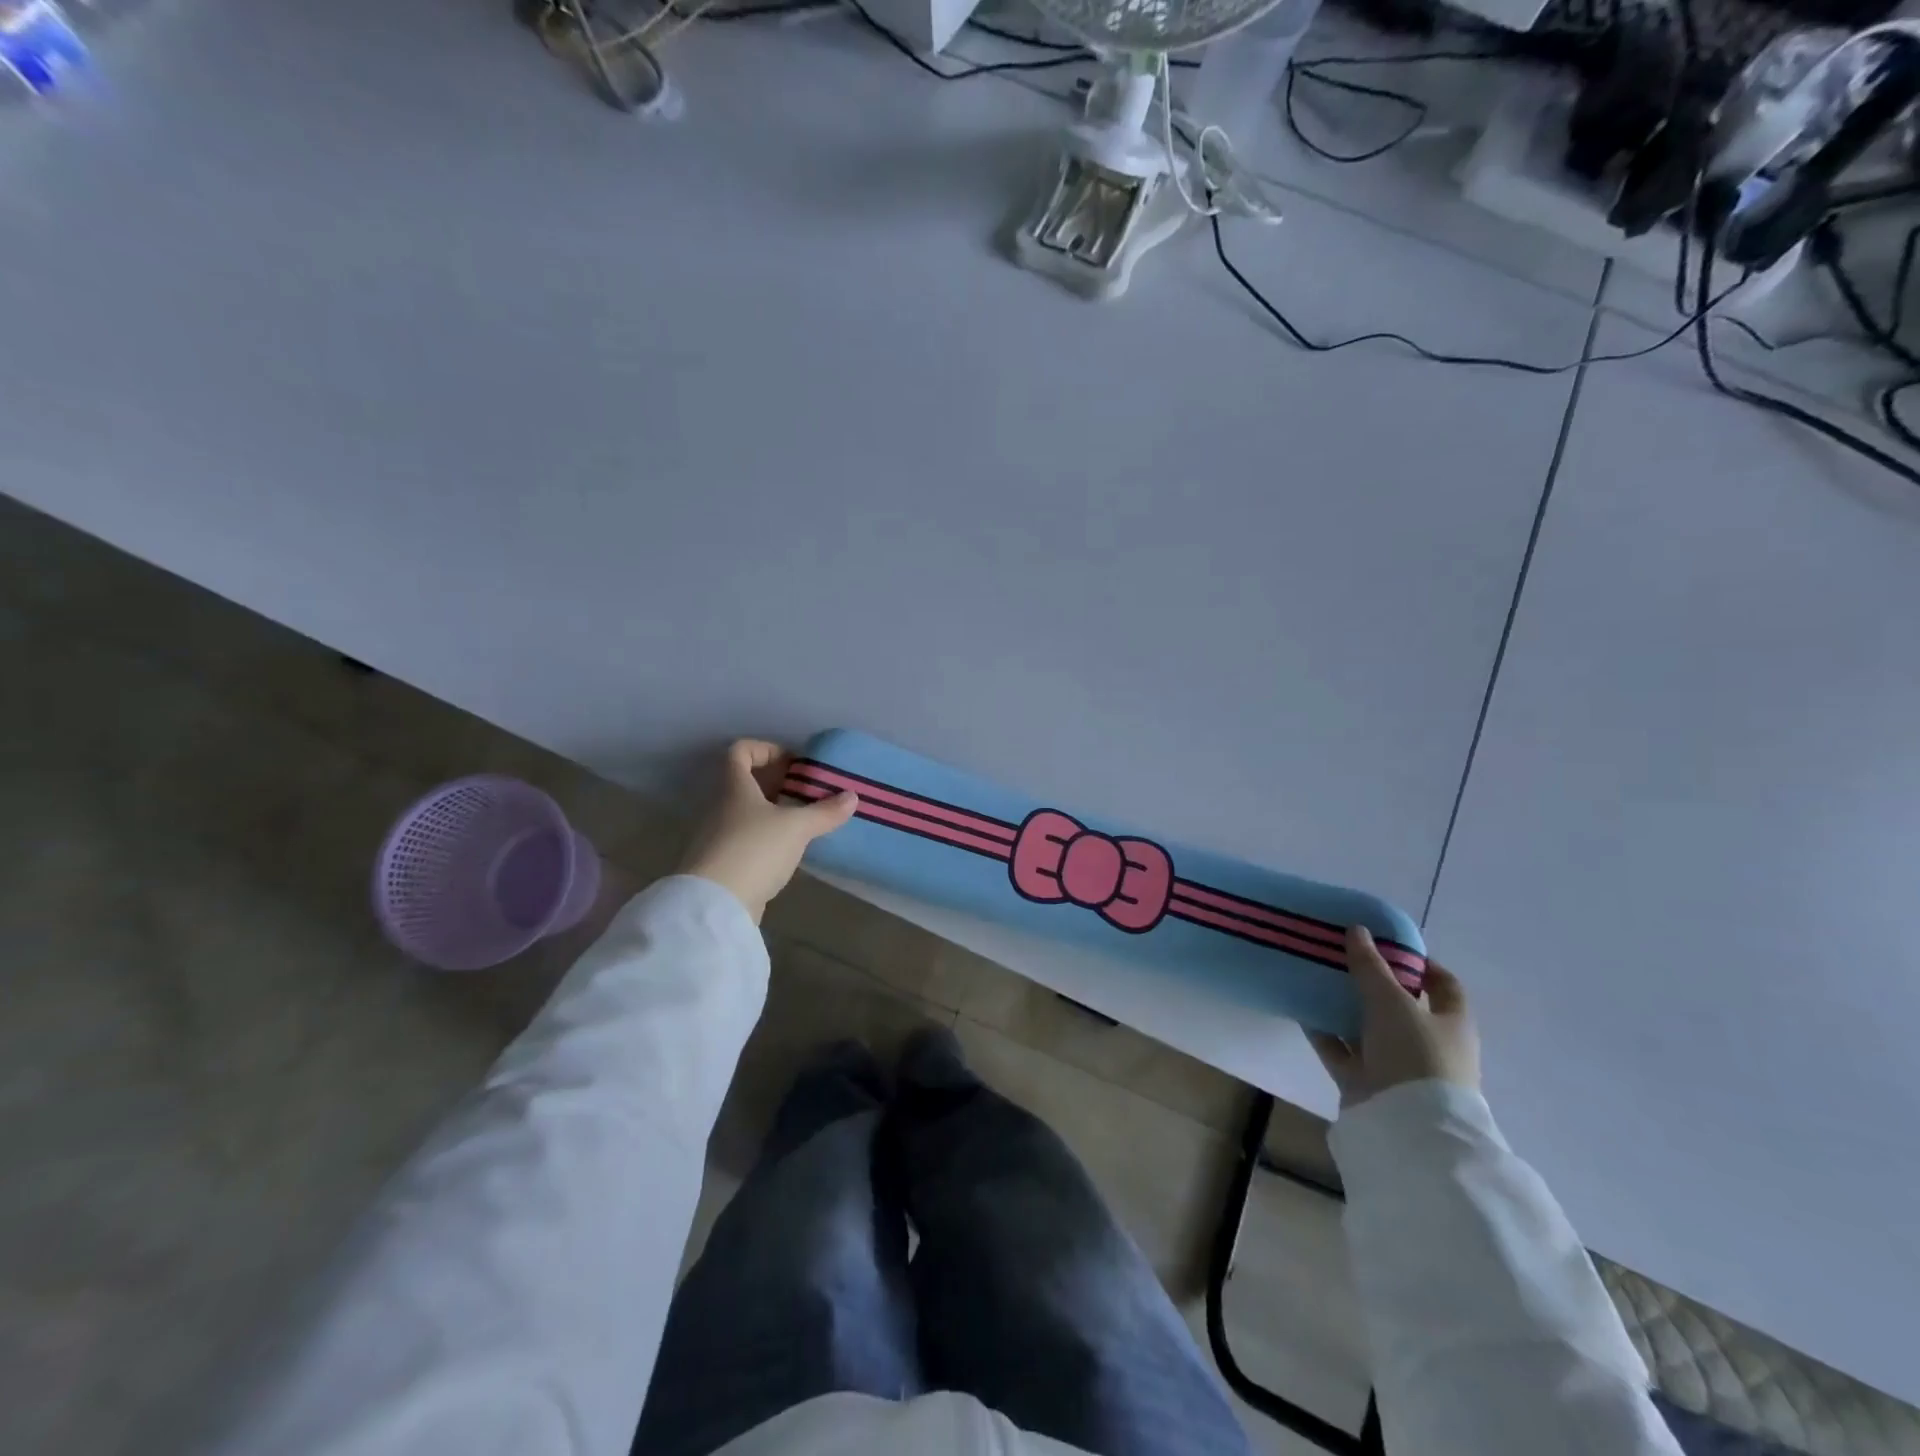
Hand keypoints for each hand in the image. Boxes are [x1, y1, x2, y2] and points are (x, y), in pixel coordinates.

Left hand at [678, 740, 857, 922]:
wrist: (715, 904)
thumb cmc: (754, 850)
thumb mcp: (796, 827)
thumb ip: (824, 812)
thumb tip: (852, 796)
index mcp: (734, 787)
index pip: (740, 751)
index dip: (765, 749)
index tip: (793, 764)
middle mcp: (721, 807)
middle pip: (746, 783)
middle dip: (777, 783)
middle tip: (807, 793)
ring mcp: (718, 836)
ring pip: (747, 813)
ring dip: (773, 813)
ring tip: (804, 822)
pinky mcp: (722, 864)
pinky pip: (746, 840)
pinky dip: (767, 839)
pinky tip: (788, 851)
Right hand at [1309, 927, 1478, 1108]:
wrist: (1406, 1125)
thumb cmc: (1415, 1055)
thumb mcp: (1392, 1002)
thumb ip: (1371, 966)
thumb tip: (1357, 930)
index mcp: (1452, 1024)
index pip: (1444, 986)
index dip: (1422, 964)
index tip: (1389, 945)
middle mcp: (1428, 1044)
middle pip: (1400, 1006)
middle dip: (1372, 983)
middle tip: (1342, 957)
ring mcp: (1396, 1066)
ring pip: (1367, 1028)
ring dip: (1344, 1007)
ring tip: (1316, 978)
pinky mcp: (1366, 1082)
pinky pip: (1341, 1050)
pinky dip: (1323, 1032)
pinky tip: (1301, 1010)